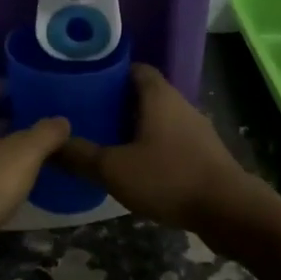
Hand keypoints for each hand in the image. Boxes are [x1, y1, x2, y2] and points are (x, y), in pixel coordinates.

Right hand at [53, 65, 252, 234]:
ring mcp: (195, 130)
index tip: (84, 83)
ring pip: (157, 118)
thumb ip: (81, 156)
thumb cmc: (169, 177)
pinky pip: (170, 140)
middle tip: (86, 115)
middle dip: (116, 102)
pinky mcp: (203, 154)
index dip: (109, 72)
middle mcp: (178, 104)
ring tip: (104, 140)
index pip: (134, 68)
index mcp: (158, 95)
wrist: (230, 211)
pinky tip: (133, 166)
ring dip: (134, 127)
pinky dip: (150, 146)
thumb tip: (50, 145)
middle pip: (143, 93)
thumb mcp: (115, 168)